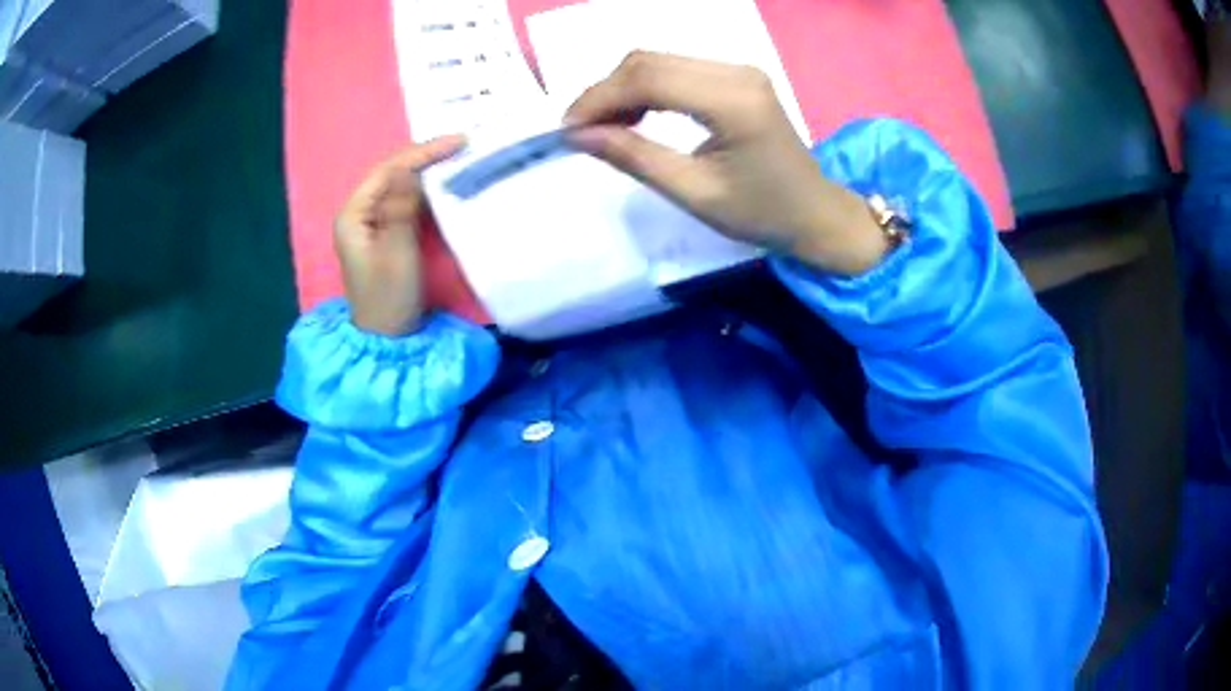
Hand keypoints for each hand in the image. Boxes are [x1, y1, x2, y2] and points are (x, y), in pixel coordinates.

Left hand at [334, 136, 464, 335]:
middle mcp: (360, 214)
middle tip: (463, 146)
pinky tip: (447, 184)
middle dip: (426, 158)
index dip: (421, 153)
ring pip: (401, 187)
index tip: (457, 142)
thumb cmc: (390, 297)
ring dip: (429, 172)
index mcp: (354, 215)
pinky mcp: (387, 236)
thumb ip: (402, 207)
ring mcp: (373, 225)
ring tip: (460, 158)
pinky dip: (428, 191)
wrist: (388, 339)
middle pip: (393, 174)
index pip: (387, 170)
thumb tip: (409, 168)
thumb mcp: (397, 251)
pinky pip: (407, 203)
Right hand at [565, 52, 887, 276]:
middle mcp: (736, 72)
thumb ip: (635, 158)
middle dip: (605, 92)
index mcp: (733, 101)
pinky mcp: (736, 76)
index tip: (568, 130)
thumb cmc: (762, 213)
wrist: (815, 212)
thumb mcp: (695, 193)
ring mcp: (738, 70)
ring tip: (604, 128)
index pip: (648, 78)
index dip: (599, 98)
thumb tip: (578, 135)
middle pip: (649, 61)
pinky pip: (676, 69)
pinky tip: (635, 116)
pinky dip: (645, 89)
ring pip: (658, 61)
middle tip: (581, 131)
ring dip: (622, 89)